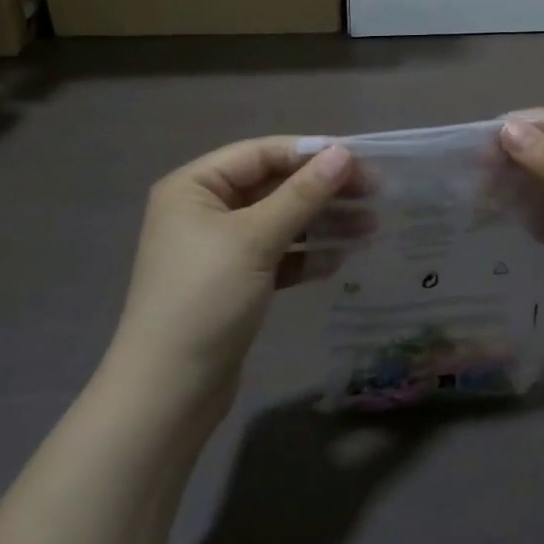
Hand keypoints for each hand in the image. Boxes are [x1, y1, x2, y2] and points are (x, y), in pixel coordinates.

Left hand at [103, 138, 352, 416]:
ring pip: (280, 222)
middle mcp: (204, 210)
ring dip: (322, 223)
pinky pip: (277, 255)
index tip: (360, 160)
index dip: (311, 153)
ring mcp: (219, 248)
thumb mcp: (256, 239)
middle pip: (273, 187)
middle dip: (322, 190)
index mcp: (195, 186)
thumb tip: (343, 153)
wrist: (169, 391)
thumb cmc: (206, 298)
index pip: (261, 154)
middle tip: (374, 193)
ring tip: (370, 227)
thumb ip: (302, 194)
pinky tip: (340, 260)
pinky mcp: (234, 282)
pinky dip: (306, 255)